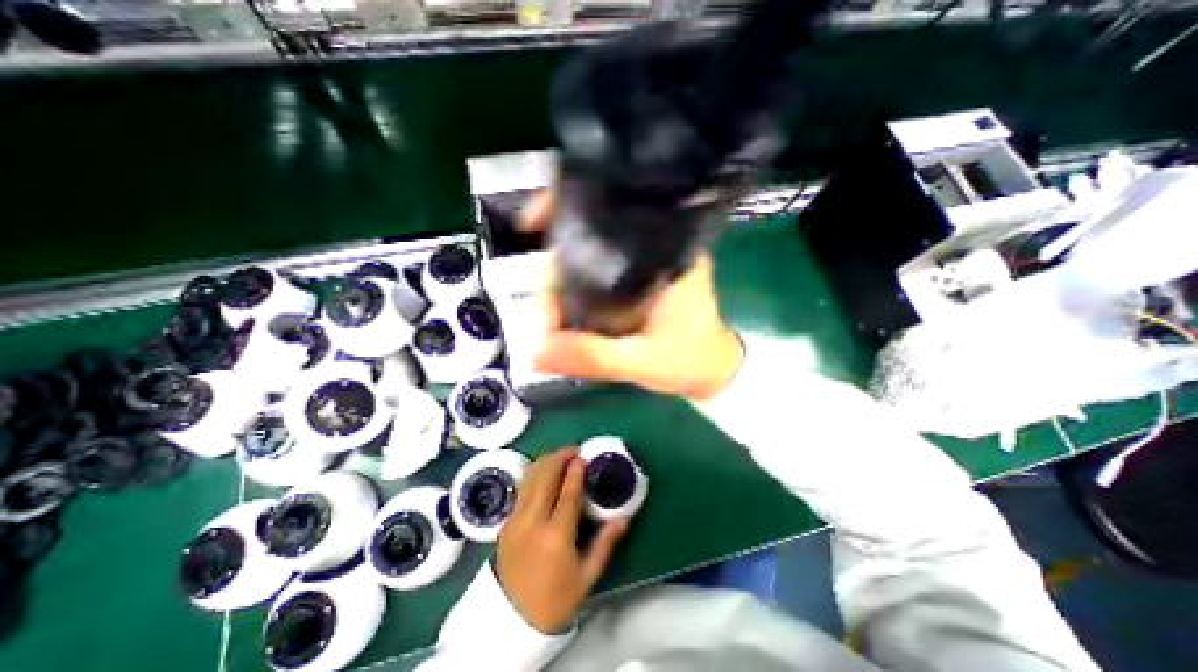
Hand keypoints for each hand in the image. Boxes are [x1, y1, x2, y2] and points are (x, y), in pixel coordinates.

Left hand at [493, 449, 627, 633]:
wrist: (511, 620)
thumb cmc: (554, 599)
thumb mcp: (586, 577)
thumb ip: (604, 544)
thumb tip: (623, 519)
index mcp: (556, 536)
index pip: (567, 494)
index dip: (575, 472)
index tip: (582, 457)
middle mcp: (533, 522)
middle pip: (544, 478)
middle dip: (558, 458)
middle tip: (572, 450)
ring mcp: (516, 520)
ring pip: (529, 479)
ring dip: (544, 462)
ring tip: (558, 456)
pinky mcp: (505, 523)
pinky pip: (520, 489)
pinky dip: (532, 473)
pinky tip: (541, 471)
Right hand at [525, 189, 744, 399]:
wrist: (712, 371)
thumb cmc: (690, 360)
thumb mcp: (642, 361)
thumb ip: (593, 357)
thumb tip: (538, 353)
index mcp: (668, 253)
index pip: (614, 214)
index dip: (569, 210)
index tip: (534, 222)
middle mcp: (658, 247)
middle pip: (595, 233)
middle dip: (559, 260)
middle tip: (544, 300)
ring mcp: (647, 262)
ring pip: (594, 253)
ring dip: (566, 275)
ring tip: (550, 308)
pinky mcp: (639, 278)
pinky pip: (600, 270)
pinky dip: (578, 283)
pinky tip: (564, 303)